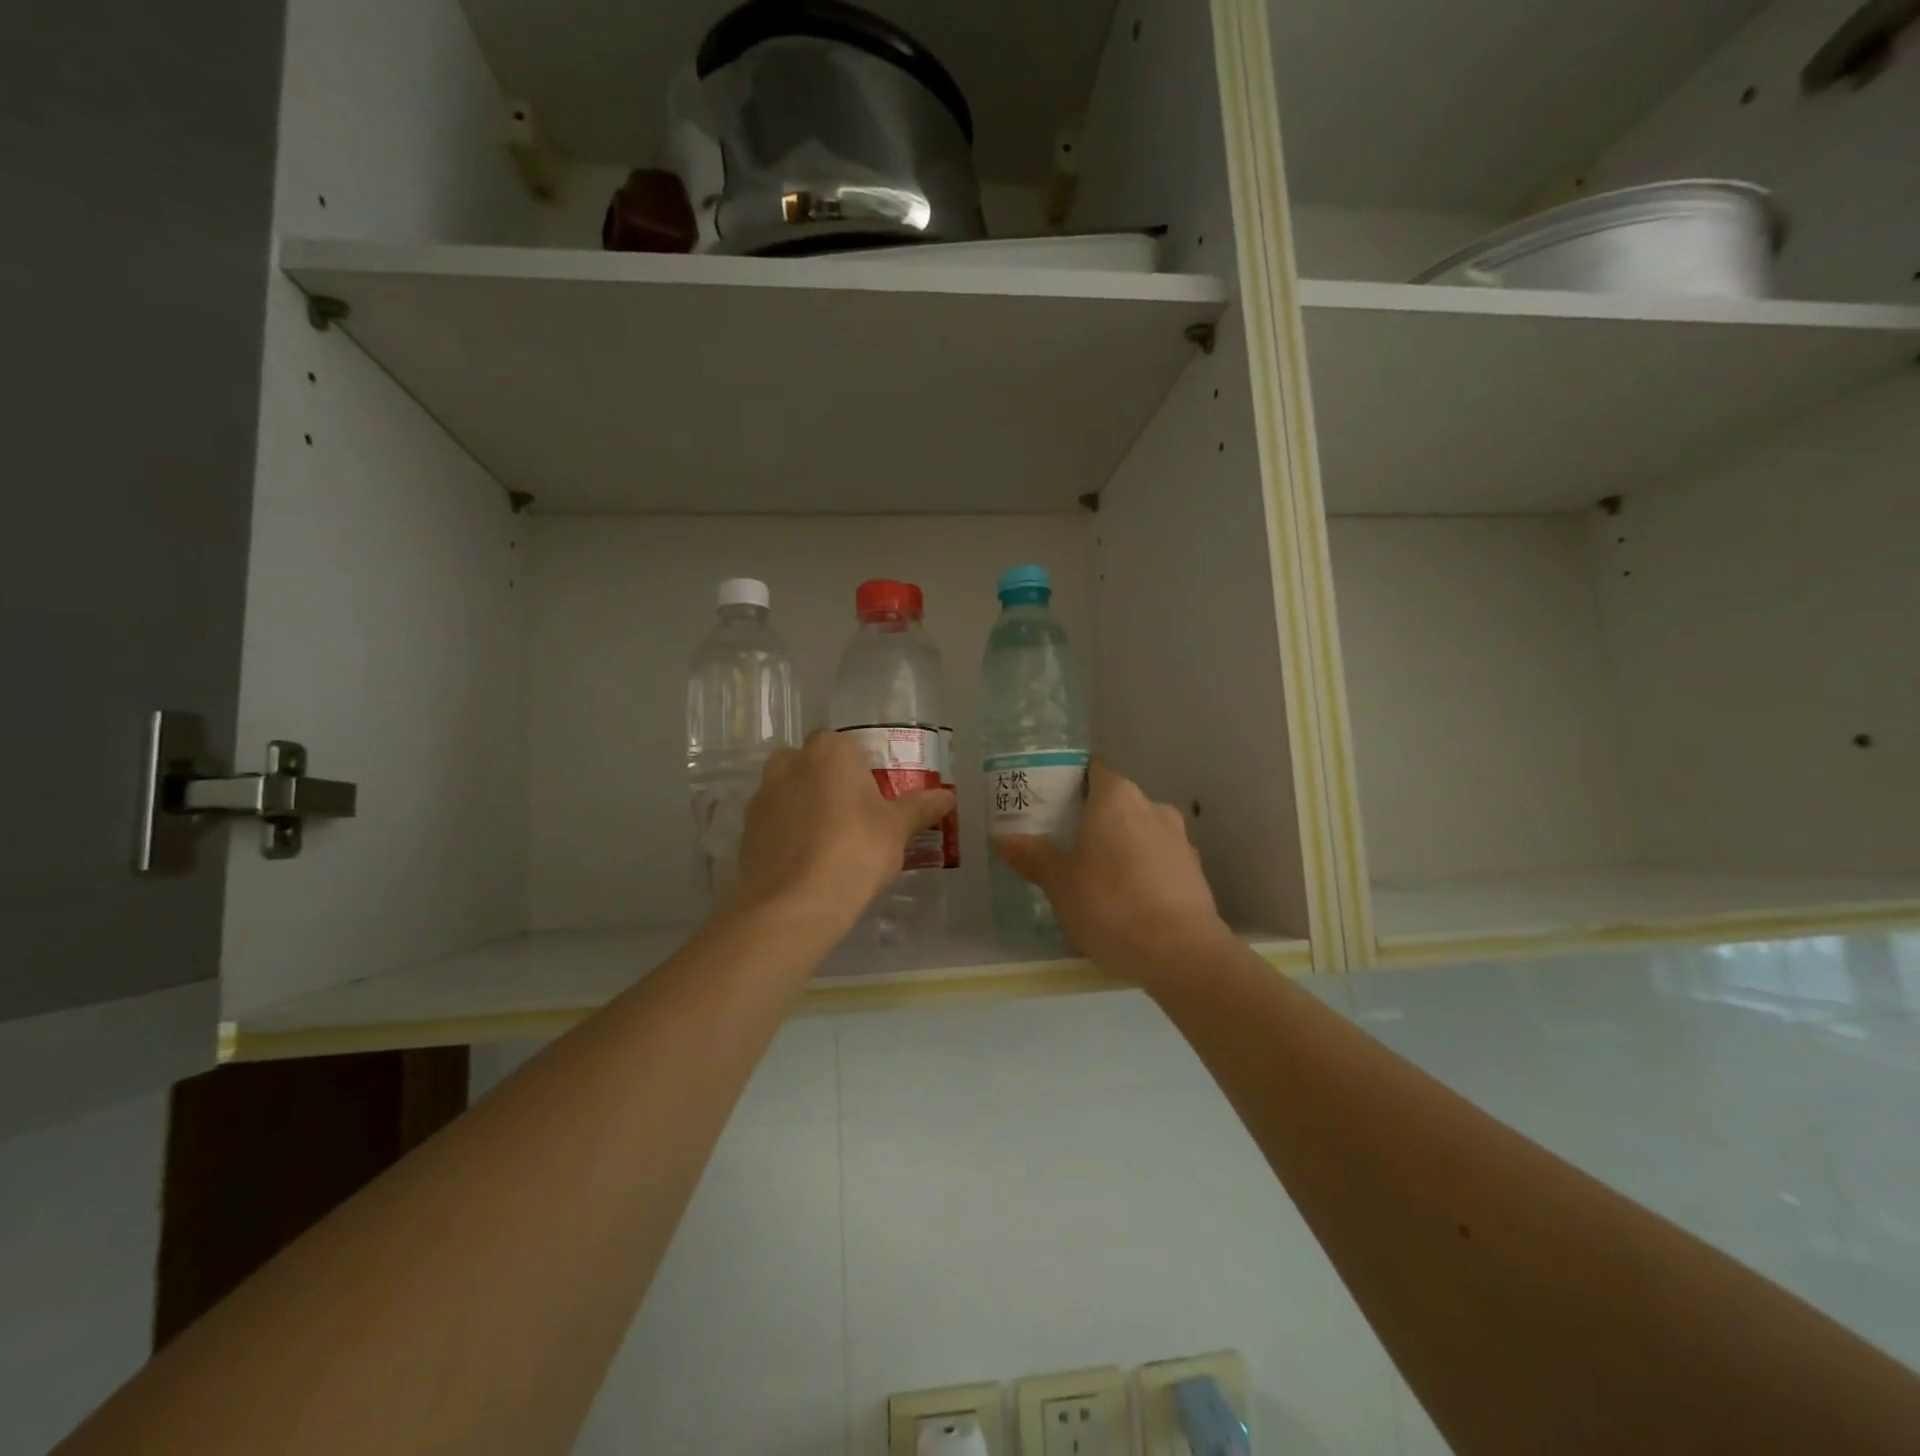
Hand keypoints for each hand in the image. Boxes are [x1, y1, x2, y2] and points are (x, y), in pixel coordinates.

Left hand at [733, 730, 953, 932]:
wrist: (794, 904)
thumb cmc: (855, 851)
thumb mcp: (897, 830)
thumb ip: (920, 807)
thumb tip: (947, 796)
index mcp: (830, 750)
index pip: (847, 745)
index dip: (862, 769)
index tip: (875, 798)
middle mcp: (790, 762)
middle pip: (814, 765)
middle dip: (830, 784)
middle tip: (854, 819)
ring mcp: (762, 795)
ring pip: (790, 792)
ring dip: (806, 808)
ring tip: (829, 845)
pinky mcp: (746, 829)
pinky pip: (774, 822)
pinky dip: (788, 834)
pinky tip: (806, 863)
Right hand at [995, 761, 1232, 987]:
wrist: (1181, 953)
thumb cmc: (1111, 904)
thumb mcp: (1059, 883)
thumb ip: (1032, 856)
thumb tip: (1002, 839)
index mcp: (1117, 798)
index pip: (1092, 770)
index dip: (1070, 781)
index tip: (1049, 802)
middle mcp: (1152, 807)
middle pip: (1116, 801)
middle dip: (1092, 818)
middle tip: (1063, 842)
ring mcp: (1179, 839)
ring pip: (1140, 831)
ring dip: (1119, 846)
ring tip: (1094, 876)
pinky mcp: (1195, 872)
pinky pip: (1159, 860)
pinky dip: (1142, 871)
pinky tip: (1126, 900)